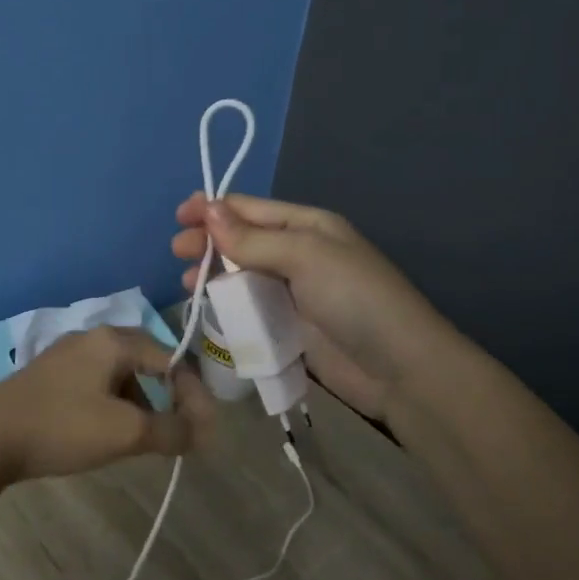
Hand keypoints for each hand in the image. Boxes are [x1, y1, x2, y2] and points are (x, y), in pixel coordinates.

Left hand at [0, 326, 214, 482]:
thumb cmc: (62, 427)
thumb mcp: (125, 432)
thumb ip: (171, 430)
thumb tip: (201, 433)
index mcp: (112, 340)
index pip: (170, 359)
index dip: (193, 395)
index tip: (204, 432)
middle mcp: (91, 337)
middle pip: (146, 361)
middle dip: (167, 396)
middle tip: (178, 430)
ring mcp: (66, 354)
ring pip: (120, 374)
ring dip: (139, 402)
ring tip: (142, 438)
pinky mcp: (49, 374)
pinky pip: (96, 383)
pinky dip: (113, 404)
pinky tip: (105, 432)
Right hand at [172, 193, 449, 416]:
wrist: (400, 370)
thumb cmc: (355, 299)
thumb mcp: (305, 256)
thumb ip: (252, 239)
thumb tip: (208, 209)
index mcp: (308, 226)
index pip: (251, 209)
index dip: (213, 209)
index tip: (179, 217)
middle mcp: (299, 253)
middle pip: (242, 240)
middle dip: (209, 241)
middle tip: (178, 252)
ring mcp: (293, 292)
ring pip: (241, 275)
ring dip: (213, 274)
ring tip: (188, 283)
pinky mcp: (288, 326)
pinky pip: (249, 308)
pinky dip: (226, 305)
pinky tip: (209, 308)